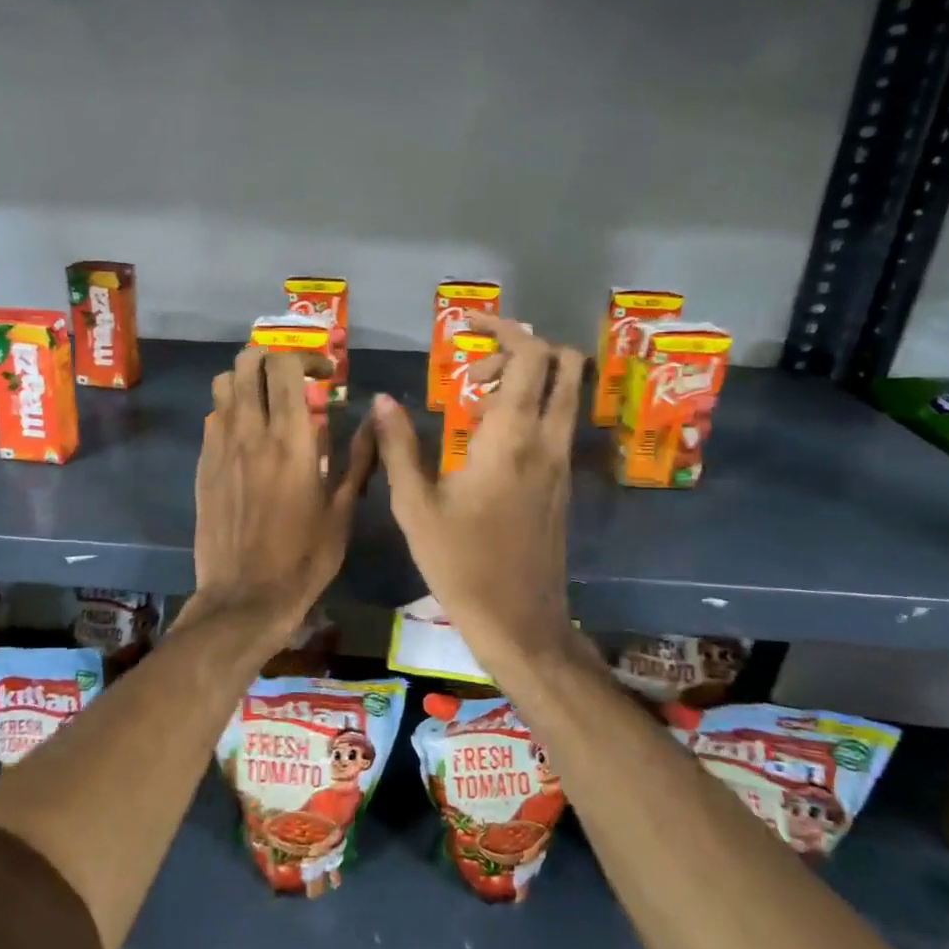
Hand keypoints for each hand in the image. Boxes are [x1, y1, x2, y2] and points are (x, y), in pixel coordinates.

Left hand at [187, 347, 375, 644]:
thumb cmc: (304, 559)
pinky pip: (213, 417)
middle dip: (273, 357)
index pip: (285, 365)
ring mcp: (220, 447)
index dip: (306, 356)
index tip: (326, 376)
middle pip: (247, 362)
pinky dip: (231, 409)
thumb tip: (376, 418)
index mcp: (291, 440)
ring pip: (223, 384)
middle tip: (295, 378)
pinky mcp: (203, 465)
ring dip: (247, 379)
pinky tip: (249, 435)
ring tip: (268, 400)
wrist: (245, 597)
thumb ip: (359, 458)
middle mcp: (250, 432)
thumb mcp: (342, 511)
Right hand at [372, 315, 585, 671]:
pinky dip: (532, 408)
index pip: (530, 356)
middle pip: (564, 364)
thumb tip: (381, 400)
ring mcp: (560, 462)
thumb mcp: (414, 506)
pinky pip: (558, 423)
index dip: (504, 328)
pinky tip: (487, 439)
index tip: (468, 327)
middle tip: (474, 370)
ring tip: (476, 400)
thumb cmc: (460, 563)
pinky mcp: (562, 483)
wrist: (519, 621)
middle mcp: (545, 440)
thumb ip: (398, 446)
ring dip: (529, 378)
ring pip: (567, 393)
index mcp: (509, 438)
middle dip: (522, 348)